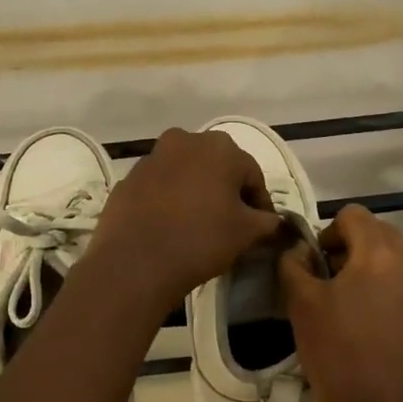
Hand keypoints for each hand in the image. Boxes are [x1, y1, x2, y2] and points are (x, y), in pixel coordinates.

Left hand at [88, 128, 282, 310]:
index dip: (260, 203)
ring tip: (200, 223)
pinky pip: (160, 186)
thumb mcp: (246, 233)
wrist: (135, 262)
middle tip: (232, 223)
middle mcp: (186, 140)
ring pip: (186, 172)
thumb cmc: (200, 239)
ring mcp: (153, 157)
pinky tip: (171, 226)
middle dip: (227, 191)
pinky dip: (170, 199)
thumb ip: (267, 221)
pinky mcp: (129, 177)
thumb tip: (273, 220)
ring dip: (197, 191)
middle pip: (217, 166)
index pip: (252, 175)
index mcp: (221, 147)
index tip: (261, 228)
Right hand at [278, 204, 402, 401]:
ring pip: (400, 263)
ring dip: (377, 272)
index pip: (353, 215)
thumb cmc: (337, 355)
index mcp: (381, 253)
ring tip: (358, 307)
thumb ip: (293, 263)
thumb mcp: (301, 305)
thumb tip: (297, 248)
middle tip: (333, 284)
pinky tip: (381, 328)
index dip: (329, 232)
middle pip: (380, 236)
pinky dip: (397, 295)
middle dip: (354, 251)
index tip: (318, 263)